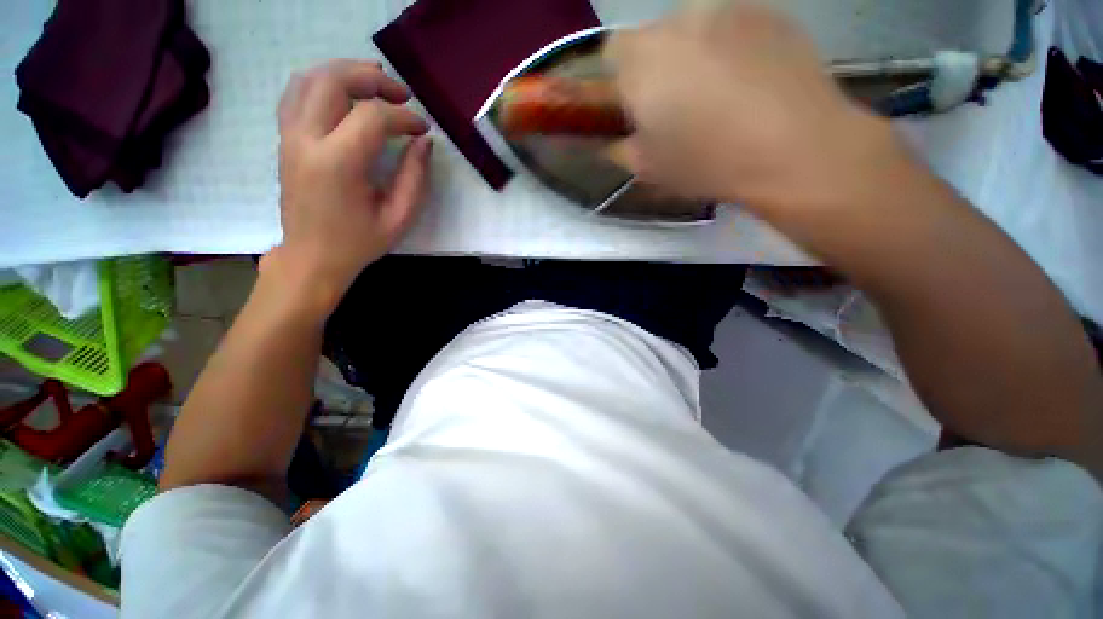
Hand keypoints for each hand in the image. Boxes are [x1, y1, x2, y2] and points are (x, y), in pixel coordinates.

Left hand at [269, 59, 431, 312]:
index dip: (404, 117)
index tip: (423, 129)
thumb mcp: (399, 217)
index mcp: (338, 164)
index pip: (373, 118)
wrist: (311, 256)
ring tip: (376, 82)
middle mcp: (307, 140)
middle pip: (334, 81)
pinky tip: (345, 92)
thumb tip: (424, 141)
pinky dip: (323, 81)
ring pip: (311, 78)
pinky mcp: (285, 138)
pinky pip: (297, 93)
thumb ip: (415, 178)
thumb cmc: (358, 242)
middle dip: (373, 79)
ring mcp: (289, 136)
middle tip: (401, 93)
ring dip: (346, 72)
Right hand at [604, 3, 897, 212]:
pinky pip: (732, 25)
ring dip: (693, 55)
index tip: (636, 107)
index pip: (612, 52)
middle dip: (656, 67)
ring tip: (717, 93)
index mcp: (642, 62)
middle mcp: (679, 20)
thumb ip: (621, 149)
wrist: (796, 149)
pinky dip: (729, 47)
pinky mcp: (768, 11)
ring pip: (693, 28)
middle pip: (653, 37)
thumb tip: (615, 140)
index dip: (620, 80)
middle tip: (677, 106)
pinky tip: (749, 80)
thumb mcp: (651, 169)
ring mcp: (727, 9)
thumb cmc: (709, 163)